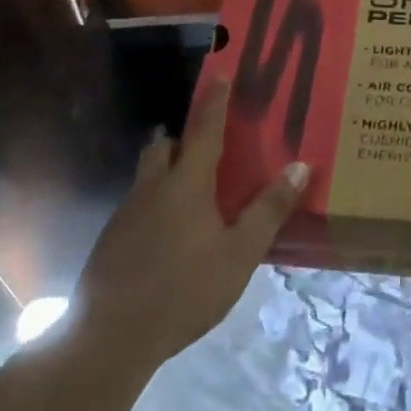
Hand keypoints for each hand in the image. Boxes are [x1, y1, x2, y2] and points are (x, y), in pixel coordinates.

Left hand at [75, 80, 308, 365]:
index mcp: (186, 183)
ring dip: (167, 174)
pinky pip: (137, 208)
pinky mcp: (110, 242)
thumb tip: (300, 165)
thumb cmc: (185, 289)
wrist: (111, 336)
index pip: (204, 130)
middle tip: (204, 149)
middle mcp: (152, 188)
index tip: (221, 75)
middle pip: (164, 147)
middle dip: (182, 140)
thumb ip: (269, 209)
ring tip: (191, 198)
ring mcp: (126, 215)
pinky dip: (155, 207)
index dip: (215, 102)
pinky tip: (168, 239)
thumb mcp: (240, 252)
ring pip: (147, 178)